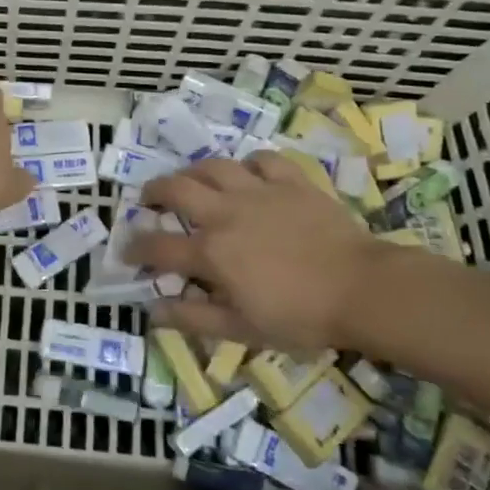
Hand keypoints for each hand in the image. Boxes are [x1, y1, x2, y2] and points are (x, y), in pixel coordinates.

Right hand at [126, 153, 396, 352]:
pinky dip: (250, 164)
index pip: (158, 246)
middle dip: (153, 192)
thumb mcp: (243, 329)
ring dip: (194, 172)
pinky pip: (263, 160)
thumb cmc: (302, 317)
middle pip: (175, 189)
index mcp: (211, 252)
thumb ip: (193, 317)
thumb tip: (151, 311)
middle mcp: (225, 213)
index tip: (127, 252)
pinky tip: (248, 174)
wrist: (363, 289)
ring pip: (213, 166)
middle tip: (149, 200)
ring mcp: (258, 191)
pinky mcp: (290, 181)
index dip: (135, 248)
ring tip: (191, 180)